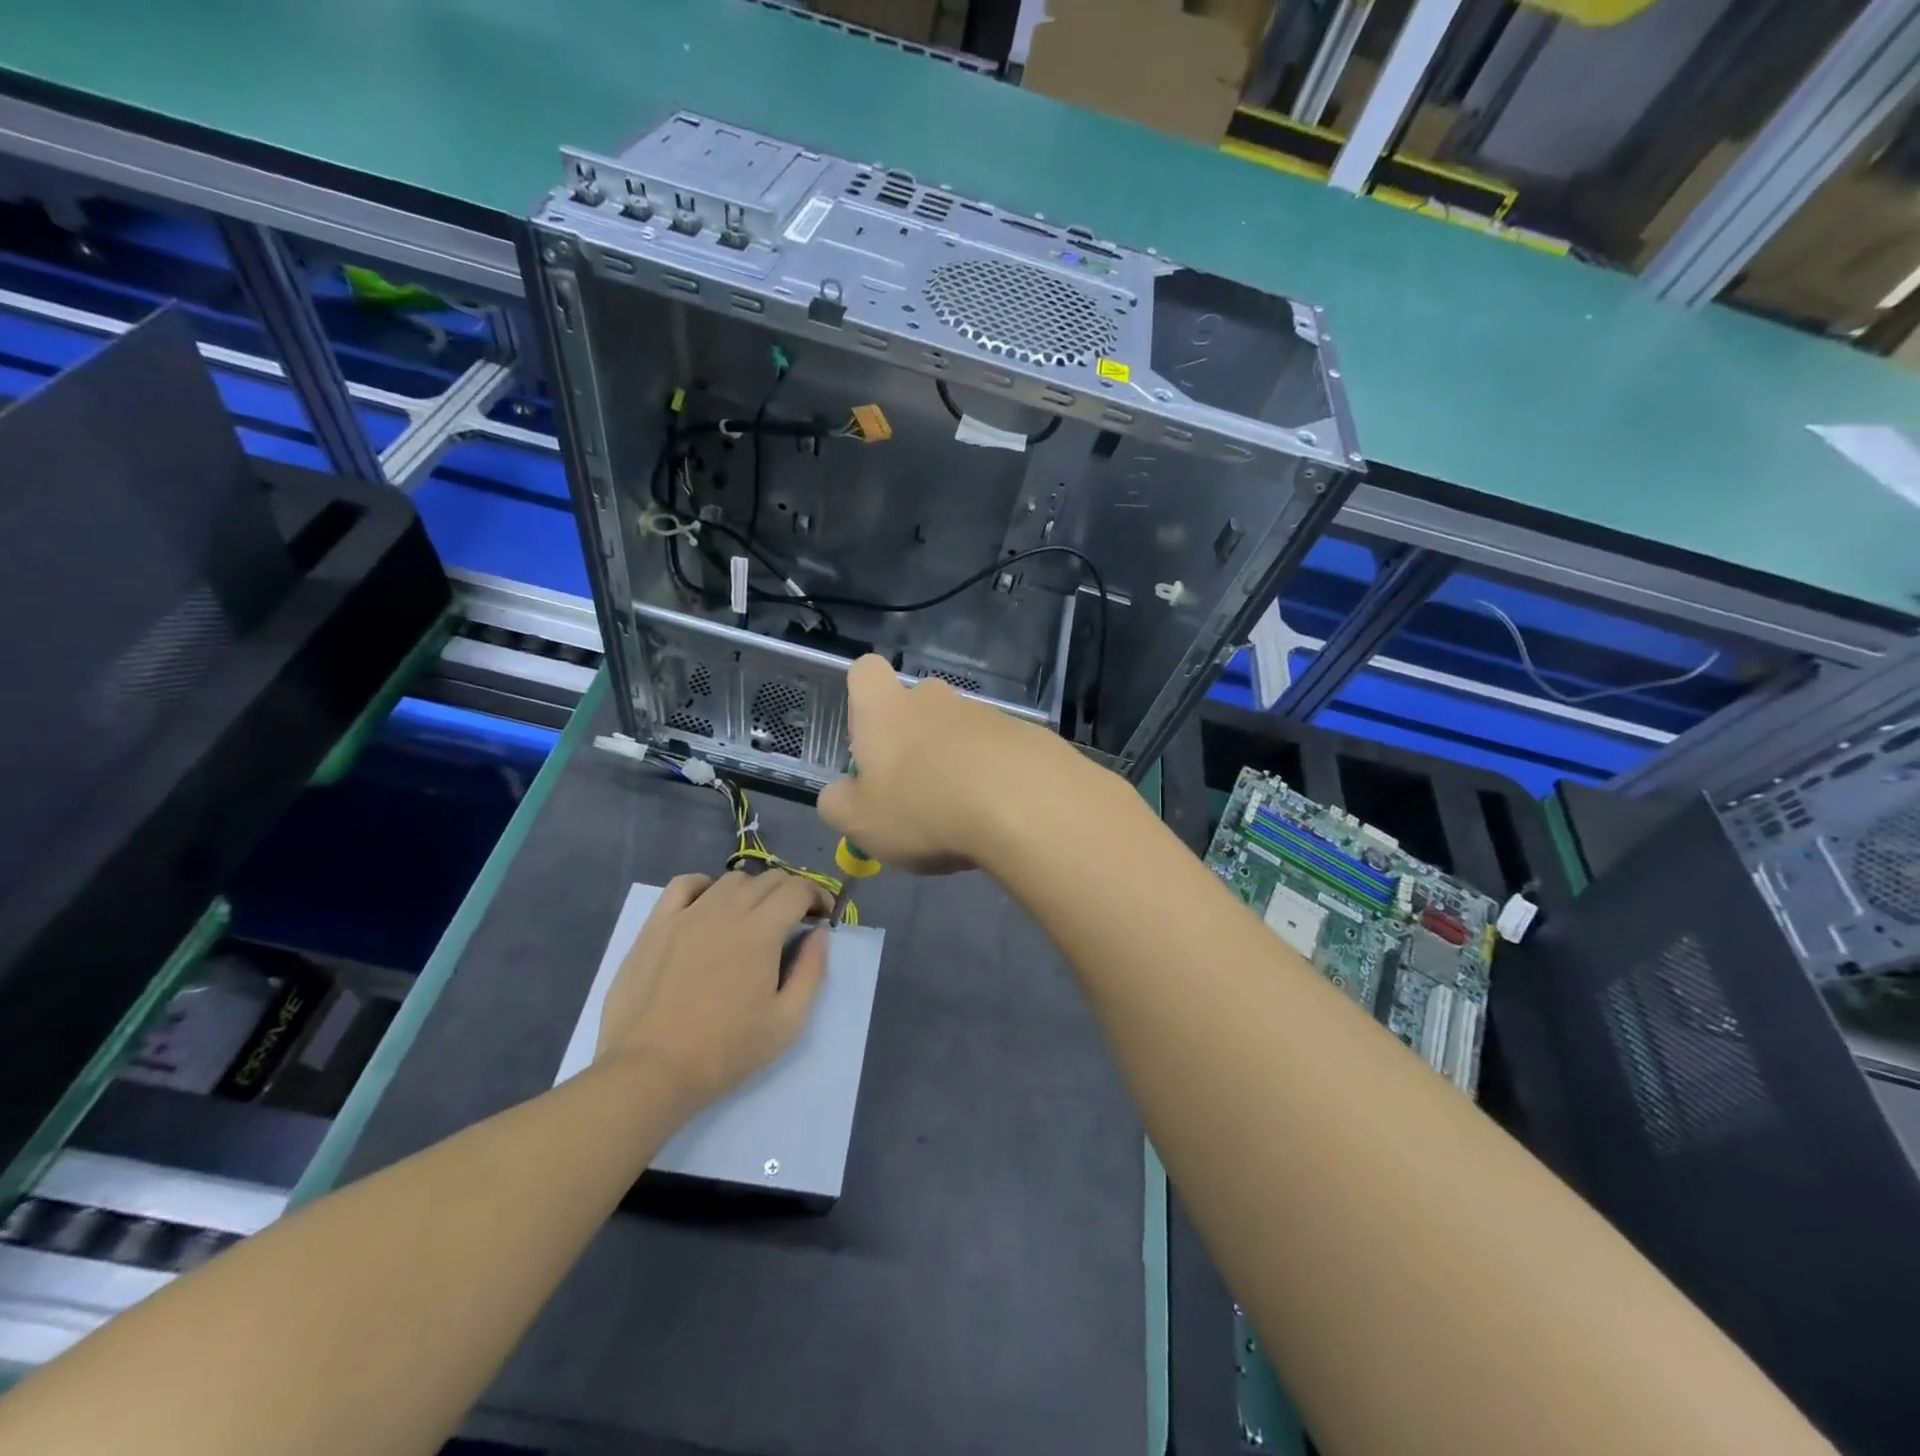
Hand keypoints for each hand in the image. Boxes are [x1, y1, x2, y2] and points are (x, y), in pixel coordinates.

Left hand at [595, 870, 830, 1113]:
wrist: (650, 1071)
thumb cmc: (725, 1051)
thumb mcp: (787, 1022)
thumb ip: (812, 971)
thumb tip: (820, 933)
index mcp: (761, 931)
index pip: (798, 889)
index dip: (818, 896)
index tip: (823, 916)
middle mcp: (726, 910)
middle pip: (768, 879)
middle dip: (791, 892)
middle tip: (795, 919)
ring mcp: (687, 914)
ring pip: (731, 880)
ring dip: (753, 891)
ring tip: (754, 917)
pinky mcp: (656, 924)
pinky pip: (684, 884)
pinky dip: (706, 886)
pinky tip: (709, 905)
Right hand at [817, 654, 1078, 872]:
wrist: (1023, 804)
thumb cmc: (923, 808)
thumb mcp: (859, 822)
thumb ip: (838, 804)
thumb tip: (839, 793)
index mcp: (886, 709)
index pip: (865, 671)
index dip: (861, 703)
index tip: (868, 745)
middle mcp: (935, 699)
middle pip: (916, 705)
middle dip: (913, 741)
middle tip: (915, 791)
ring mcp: (985, 713)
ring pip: (959, 731)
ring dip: (956, 763)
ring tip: (962, 814)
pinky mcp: (1025, 734)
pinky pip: (998, 751)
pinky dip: (994, 776)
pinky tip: (999, 815)